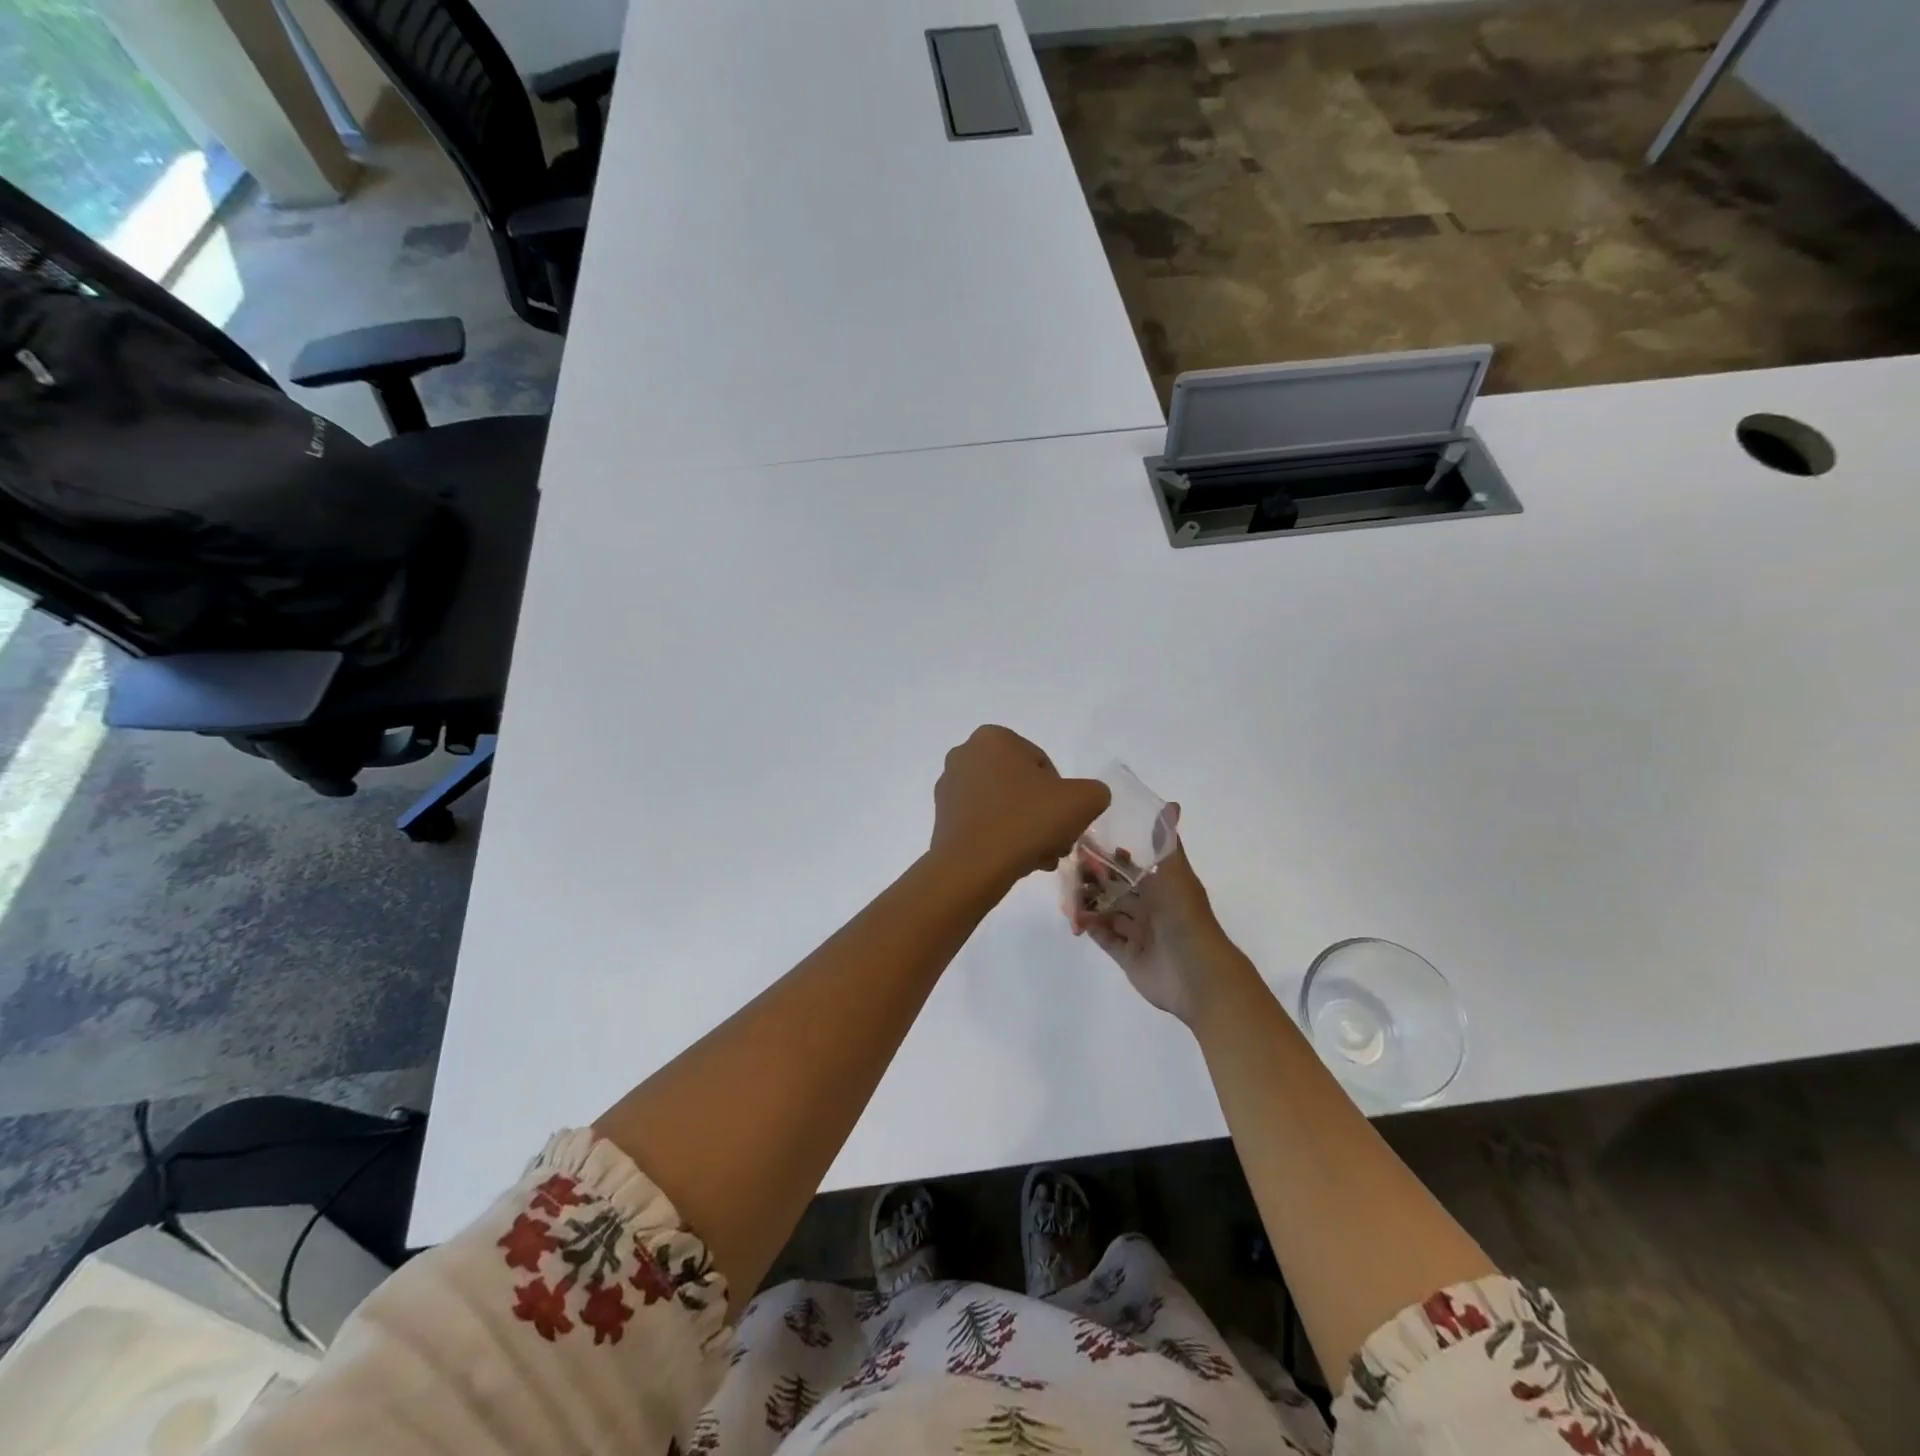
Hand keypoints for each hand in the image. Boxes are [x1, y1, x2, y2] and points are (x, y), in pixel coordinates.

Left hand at [931, 726, 1111, 888]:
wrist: (973, 866)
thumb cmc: (1027, 821)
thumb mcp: (1083, 800)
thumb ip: (1094, 791)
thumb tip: (1084, 799)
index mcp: (994, 737)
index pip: (1044, 766)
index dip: (1062, 796)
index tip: (1065, 821)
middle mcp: (965, 754)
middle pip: (1022, 787)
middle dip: (1043, 815)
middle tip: (1056, 843)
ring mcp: (949, 786)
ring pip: (1004, 807)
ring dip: (1026, 829)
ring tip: (1039, 858)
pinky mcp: (941, 817)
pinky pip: (983, 822)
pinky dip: (1001, 838)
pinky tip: (1015, 861)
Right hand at [1069, 807, 1246, 1023]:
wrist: (1198, 976)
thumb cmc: (1185, 919)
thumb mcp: (1175, 875)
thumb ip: (1166, 843)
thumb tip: (1172, 803)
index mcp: (1162, 886)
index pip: (1130, 866)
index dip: (1110, 856)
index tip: (1083, 844)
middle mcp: (1150, 907)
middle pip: (1115, 888)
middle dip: (1092, 879)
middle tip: (1068, 871)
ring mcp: (1138, 932)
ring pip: (1107, 912)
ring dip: (1087, 903)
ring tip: (1066, 897)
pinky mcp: (1127, 956)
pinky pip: (1104, 938)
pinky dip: (1090, 927)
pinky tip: (1075, 919)